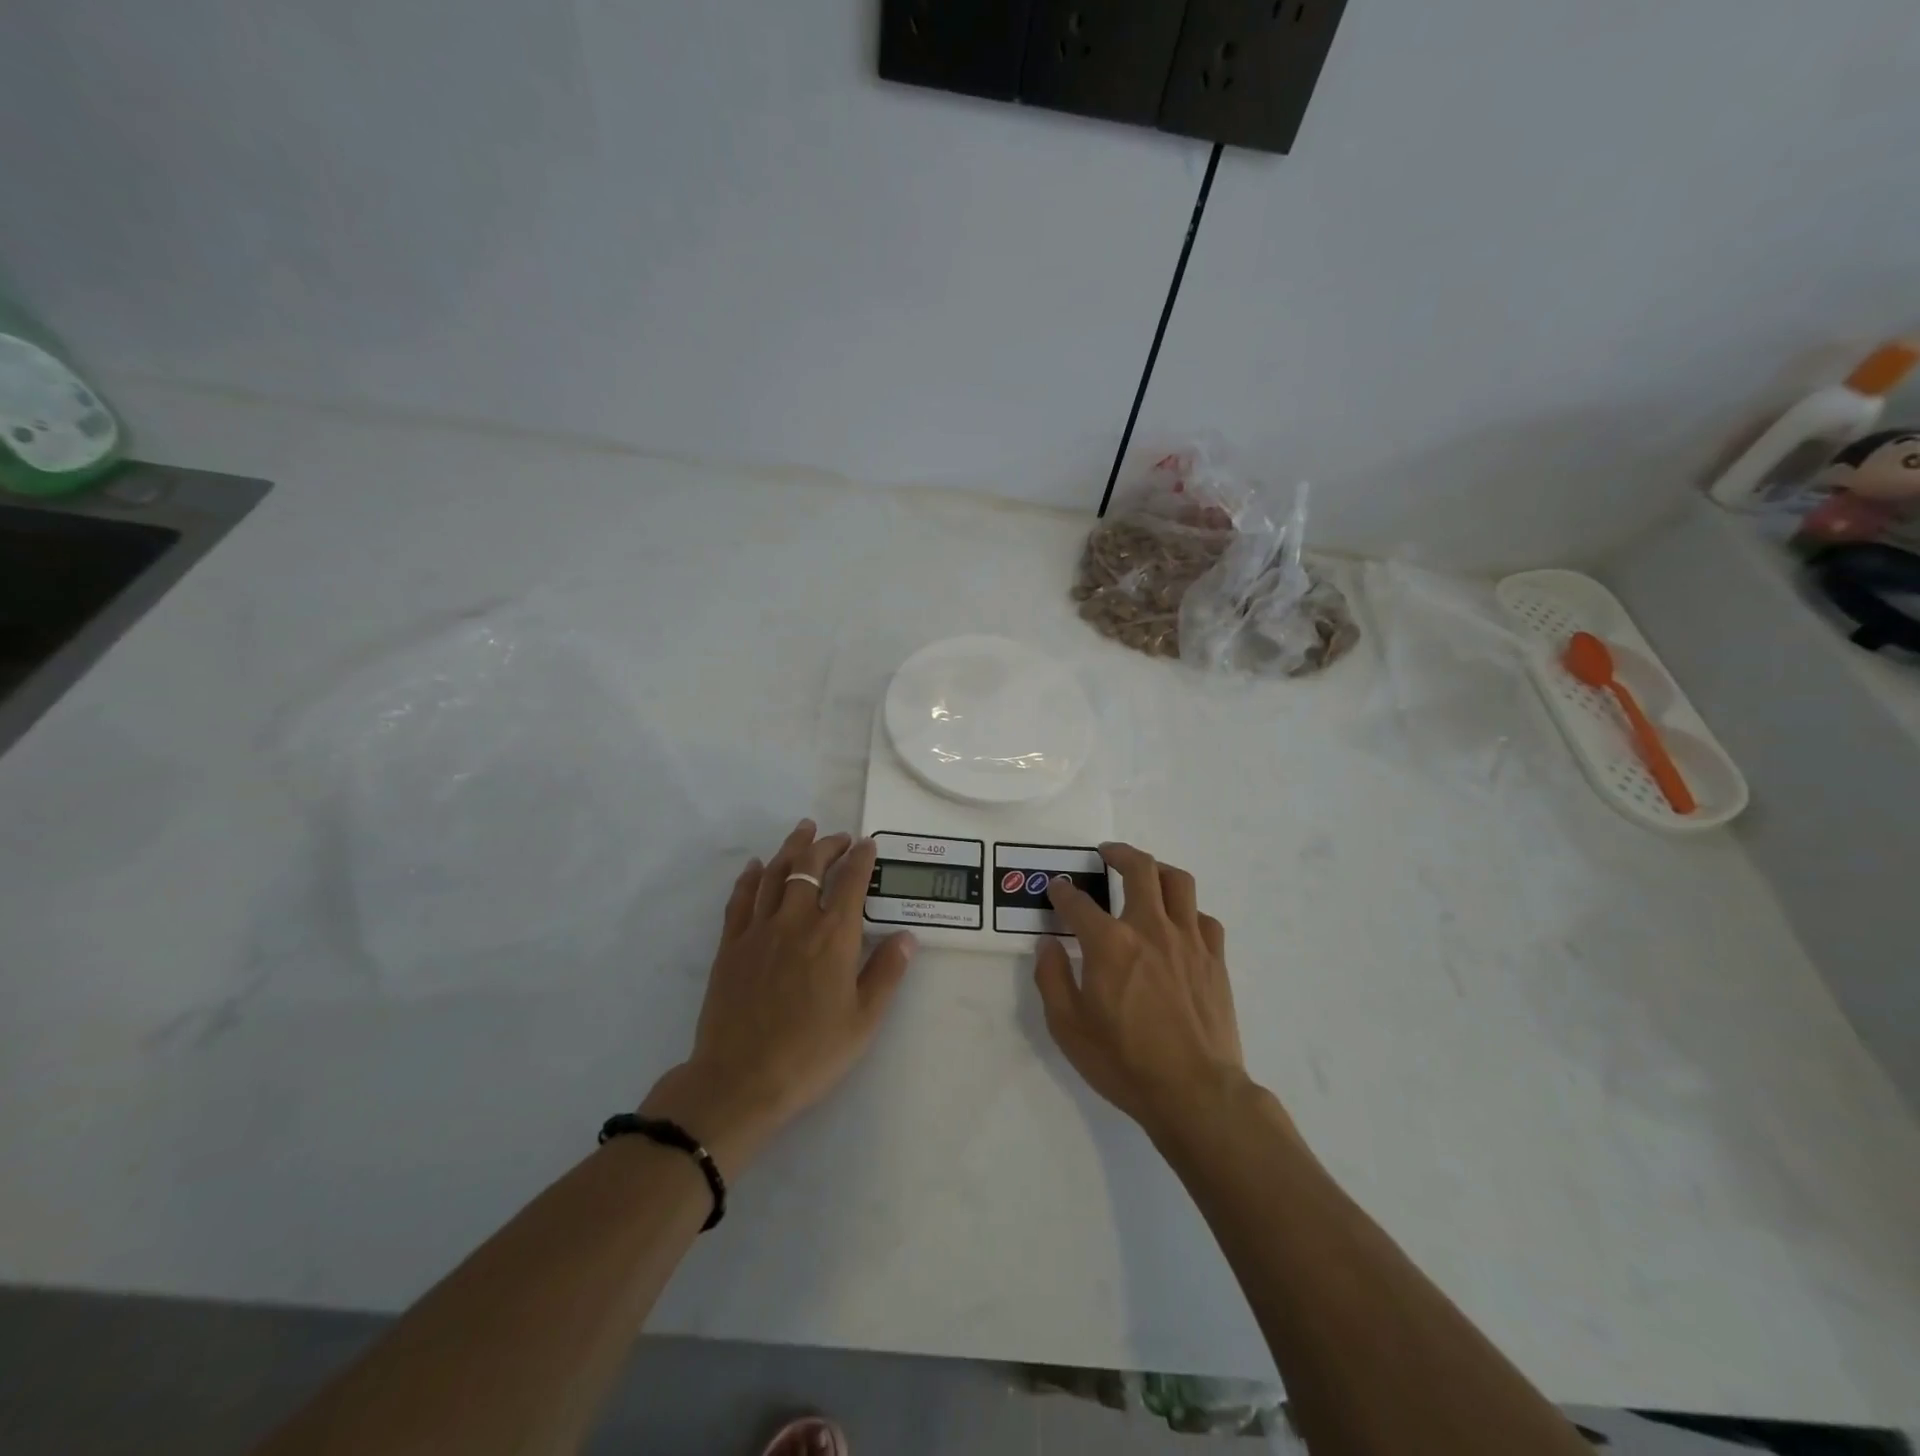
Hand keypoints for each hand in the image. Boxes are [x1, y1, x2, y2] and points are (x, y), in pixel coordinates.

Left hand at [642, 821, 915, 1171]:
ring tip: (803, 830)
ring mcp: (759, 930)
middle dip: (827, 845)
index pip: (851, 882)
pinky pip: (740, 899)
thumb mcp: (863, 1020)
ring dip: (792, 847)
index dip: (861, 858)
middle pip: (811, 867)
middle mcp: (796, 921)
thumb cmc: (811, 1054)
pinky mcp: (731, 945)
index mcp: (834, 937)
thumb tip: (907, 936)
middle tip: (839, 837)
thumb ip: (886, 973)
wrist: (740, 1080)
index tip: (867, 844)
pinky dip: (750, 877)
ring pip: (775, 874)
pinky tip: (756, 865)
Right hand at [1034, 842, 1248, 1143]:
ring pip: (1179, 882)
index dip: (1062, 892)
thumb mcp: (1068, 1028)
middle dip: (1119, 853)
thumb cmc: (1124, 1062)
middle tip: (1107, 853)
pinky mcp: (1215, 958)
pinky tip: (1179, 925)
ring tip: (1146, 874)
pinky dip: (1187, 912)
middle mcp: (1150, 928)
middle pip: (1140, 868)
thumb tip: (1048, 944)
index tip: (1057, 889)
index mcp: (1109, 943)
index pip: (1078, 902)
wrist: (1195, 1092)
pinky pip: (1203, 917)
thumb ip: (1052, 978)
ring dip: (1158, 870)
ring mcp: (1188, 940)